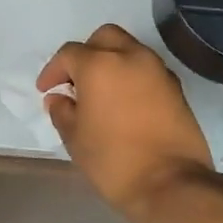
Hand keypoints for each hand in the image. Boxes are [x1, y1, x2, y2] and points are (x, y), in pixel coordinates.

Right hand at [38, 24, 215, 221]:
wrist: (171, 184)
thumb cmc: (113, 160)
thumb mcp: (75, 138)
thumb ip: (62, 111)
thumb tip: (58, 98)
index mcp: (100, 65)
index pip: (69, 54)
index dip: (53, 71)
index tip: (46, 90)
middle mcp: (131, 57)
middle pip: (104, 38)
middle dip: (86, 53)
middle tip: (75, 81)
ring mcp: (158, 71)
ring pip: (129, 49)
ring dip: (111, 62)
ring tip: (100, 92)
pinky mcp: (176, 88)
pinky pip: (147, 69)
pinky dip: (132, 76)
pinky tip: (124, 103)